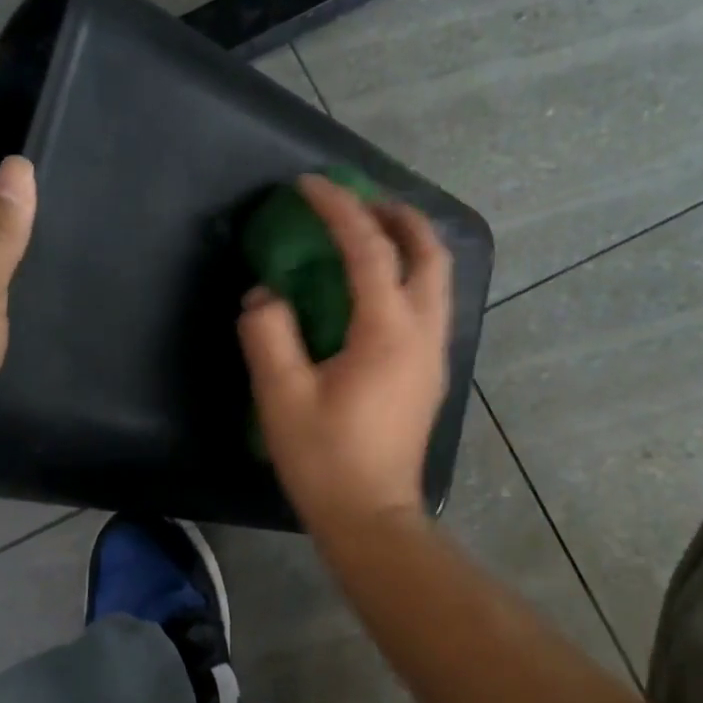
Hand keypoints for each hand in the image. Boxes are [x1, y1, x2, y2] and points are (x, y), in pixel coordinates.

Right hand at [238, 174, 452, 537]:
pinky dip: (410, 275)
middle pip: (428, 253)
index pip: (369, 249)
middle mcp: (423, 334)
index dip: (339, 209)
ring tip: (371, 231)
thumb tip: (265, 296)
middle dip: (398, 215)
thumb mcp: (283, 396)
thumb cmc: (326, 460)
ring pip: (437, 279)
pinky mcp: (430, 374)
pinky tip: (378, 288)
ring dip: (409, 244)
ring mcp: (434, 355)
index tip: (310, 184)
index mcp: (388, 332)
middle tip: (360, 199)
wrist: (372, 518)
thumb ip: (269, 334)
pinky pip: (431, 304)